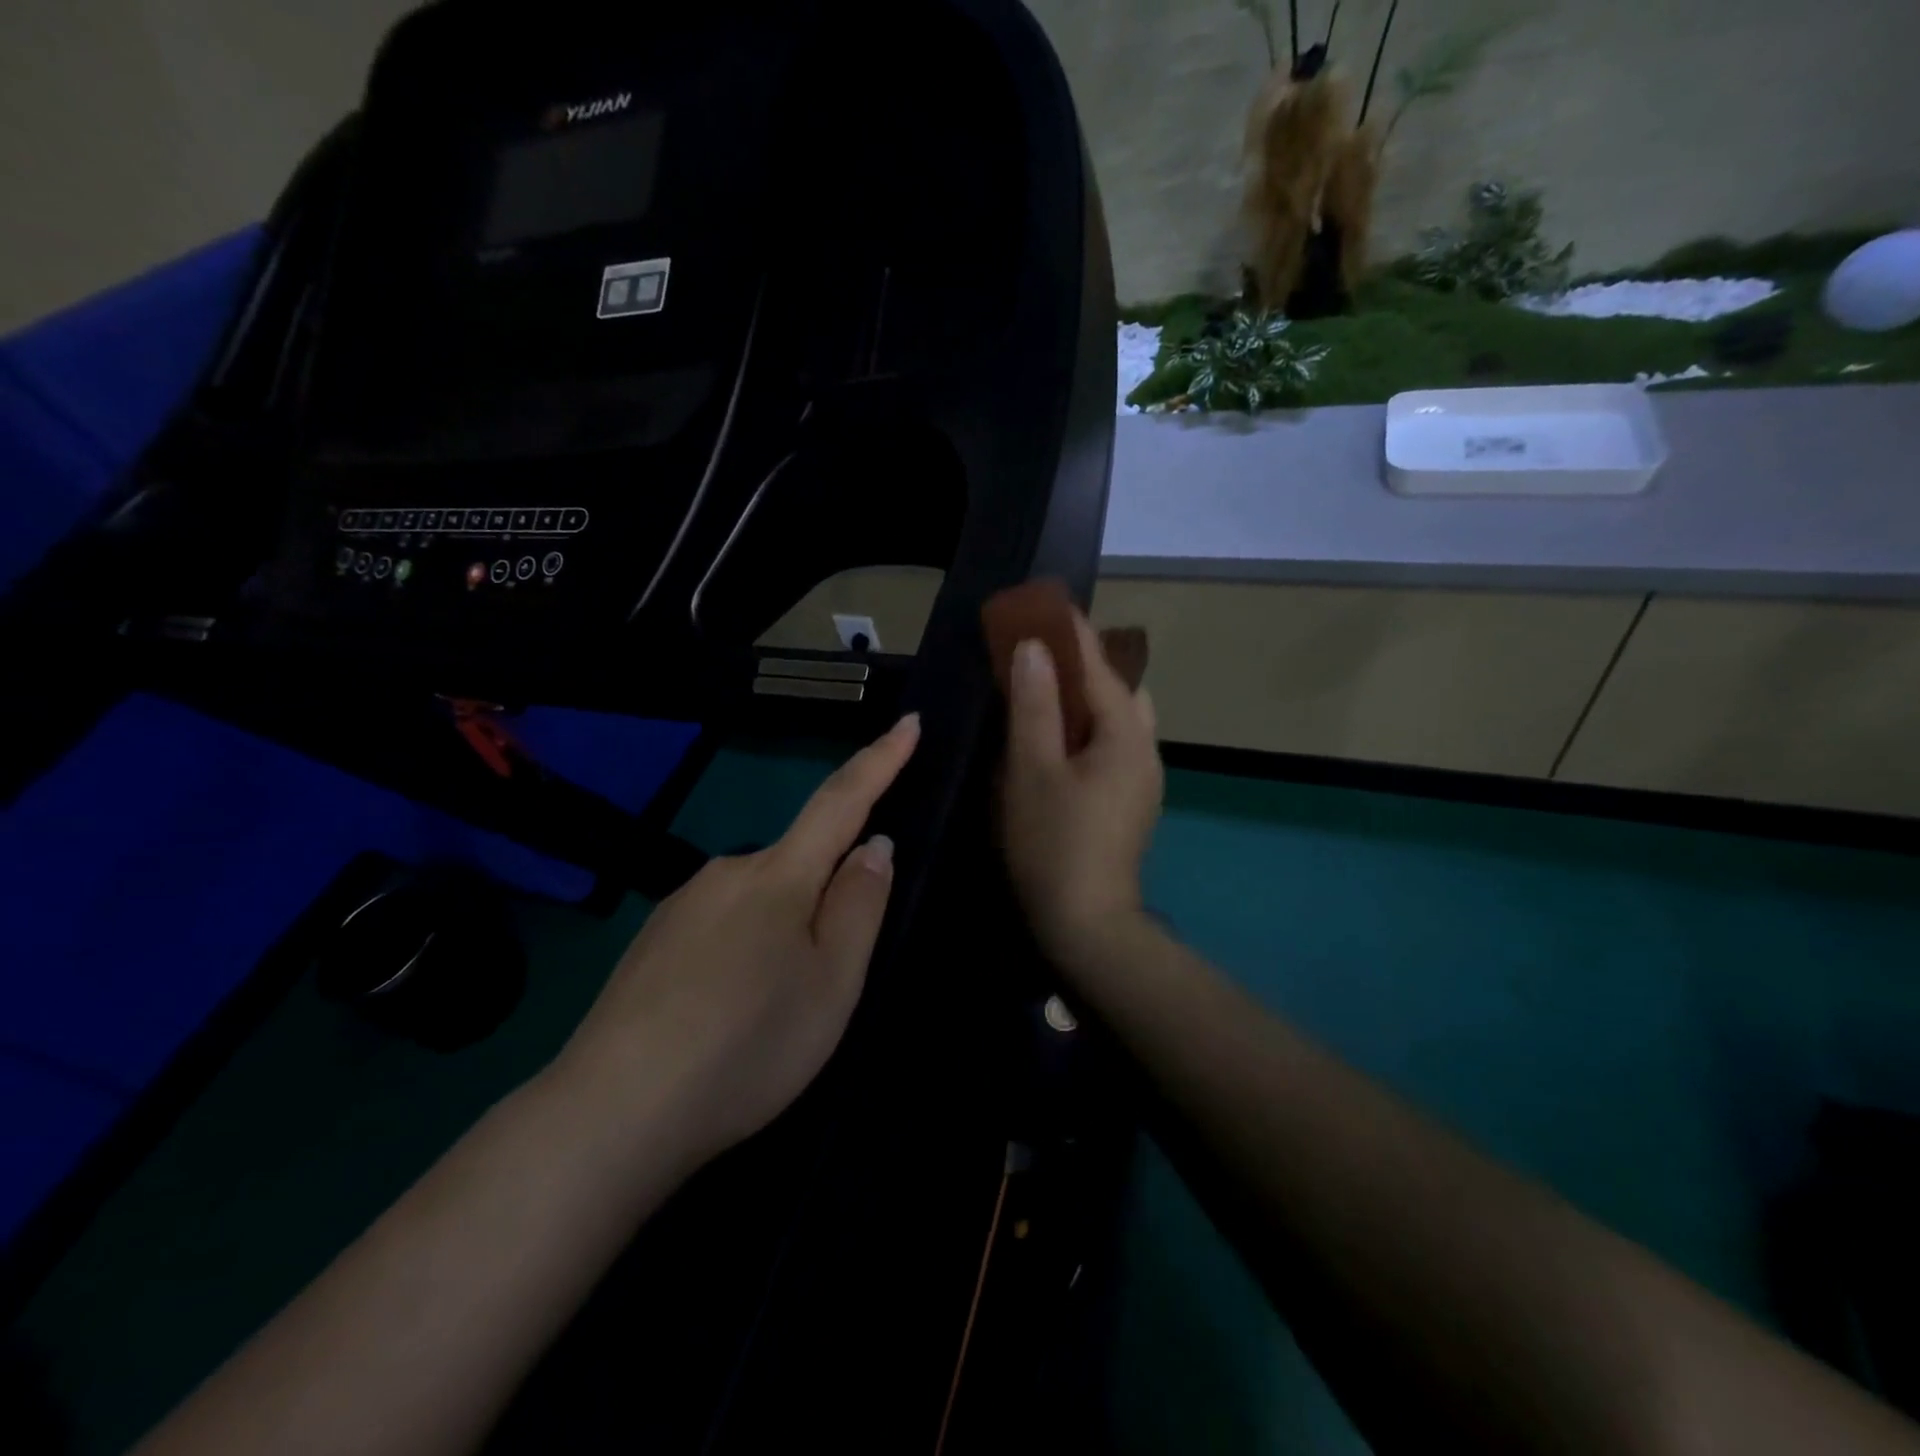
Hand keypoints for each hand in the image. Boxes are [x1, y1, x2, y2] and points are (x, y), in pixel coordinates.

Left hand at [557, 714, 919, 1168]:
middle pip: (797, 863)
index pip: (842, 801)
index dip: (880, 761)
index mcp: (779, 875)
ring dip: (780, 935)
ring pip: (757, 902)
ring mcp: (682, 905)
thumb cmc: (748, 1044)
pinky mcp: (651, 941)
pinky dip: (740, 955)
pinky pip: (719, 927)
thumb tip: (872, 846)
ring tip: (770, 1012)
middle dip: (824, 899)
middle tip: (827, 980)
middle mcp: (728, 871)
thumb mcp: (832, 984)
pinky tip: (724, 1014)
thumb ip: (859, 905)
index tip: (909, 722)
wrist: (611, 1112)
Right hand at [1001, 609, 1163, 972]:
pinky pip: (1112, 745)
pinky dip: (1087, 728)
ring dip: (1086, 698)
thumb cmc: (1054, 843)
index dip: (1070, 632)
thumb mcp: (1033, 771)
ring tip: (1044, 692)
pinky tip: (1057, 741)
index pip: (1099, 666)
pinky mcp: (1130, 801)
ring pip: (1118, 719)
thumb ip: (1034, 705)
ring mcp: (1142, 778)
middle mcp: (1144, 749)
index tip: (1044, 603)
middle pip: (1119, 688)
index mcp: (1126, 735)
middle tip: (1039, 654)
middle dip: (1083, 664)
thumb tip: (1034, 648)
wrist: (1088, 925)